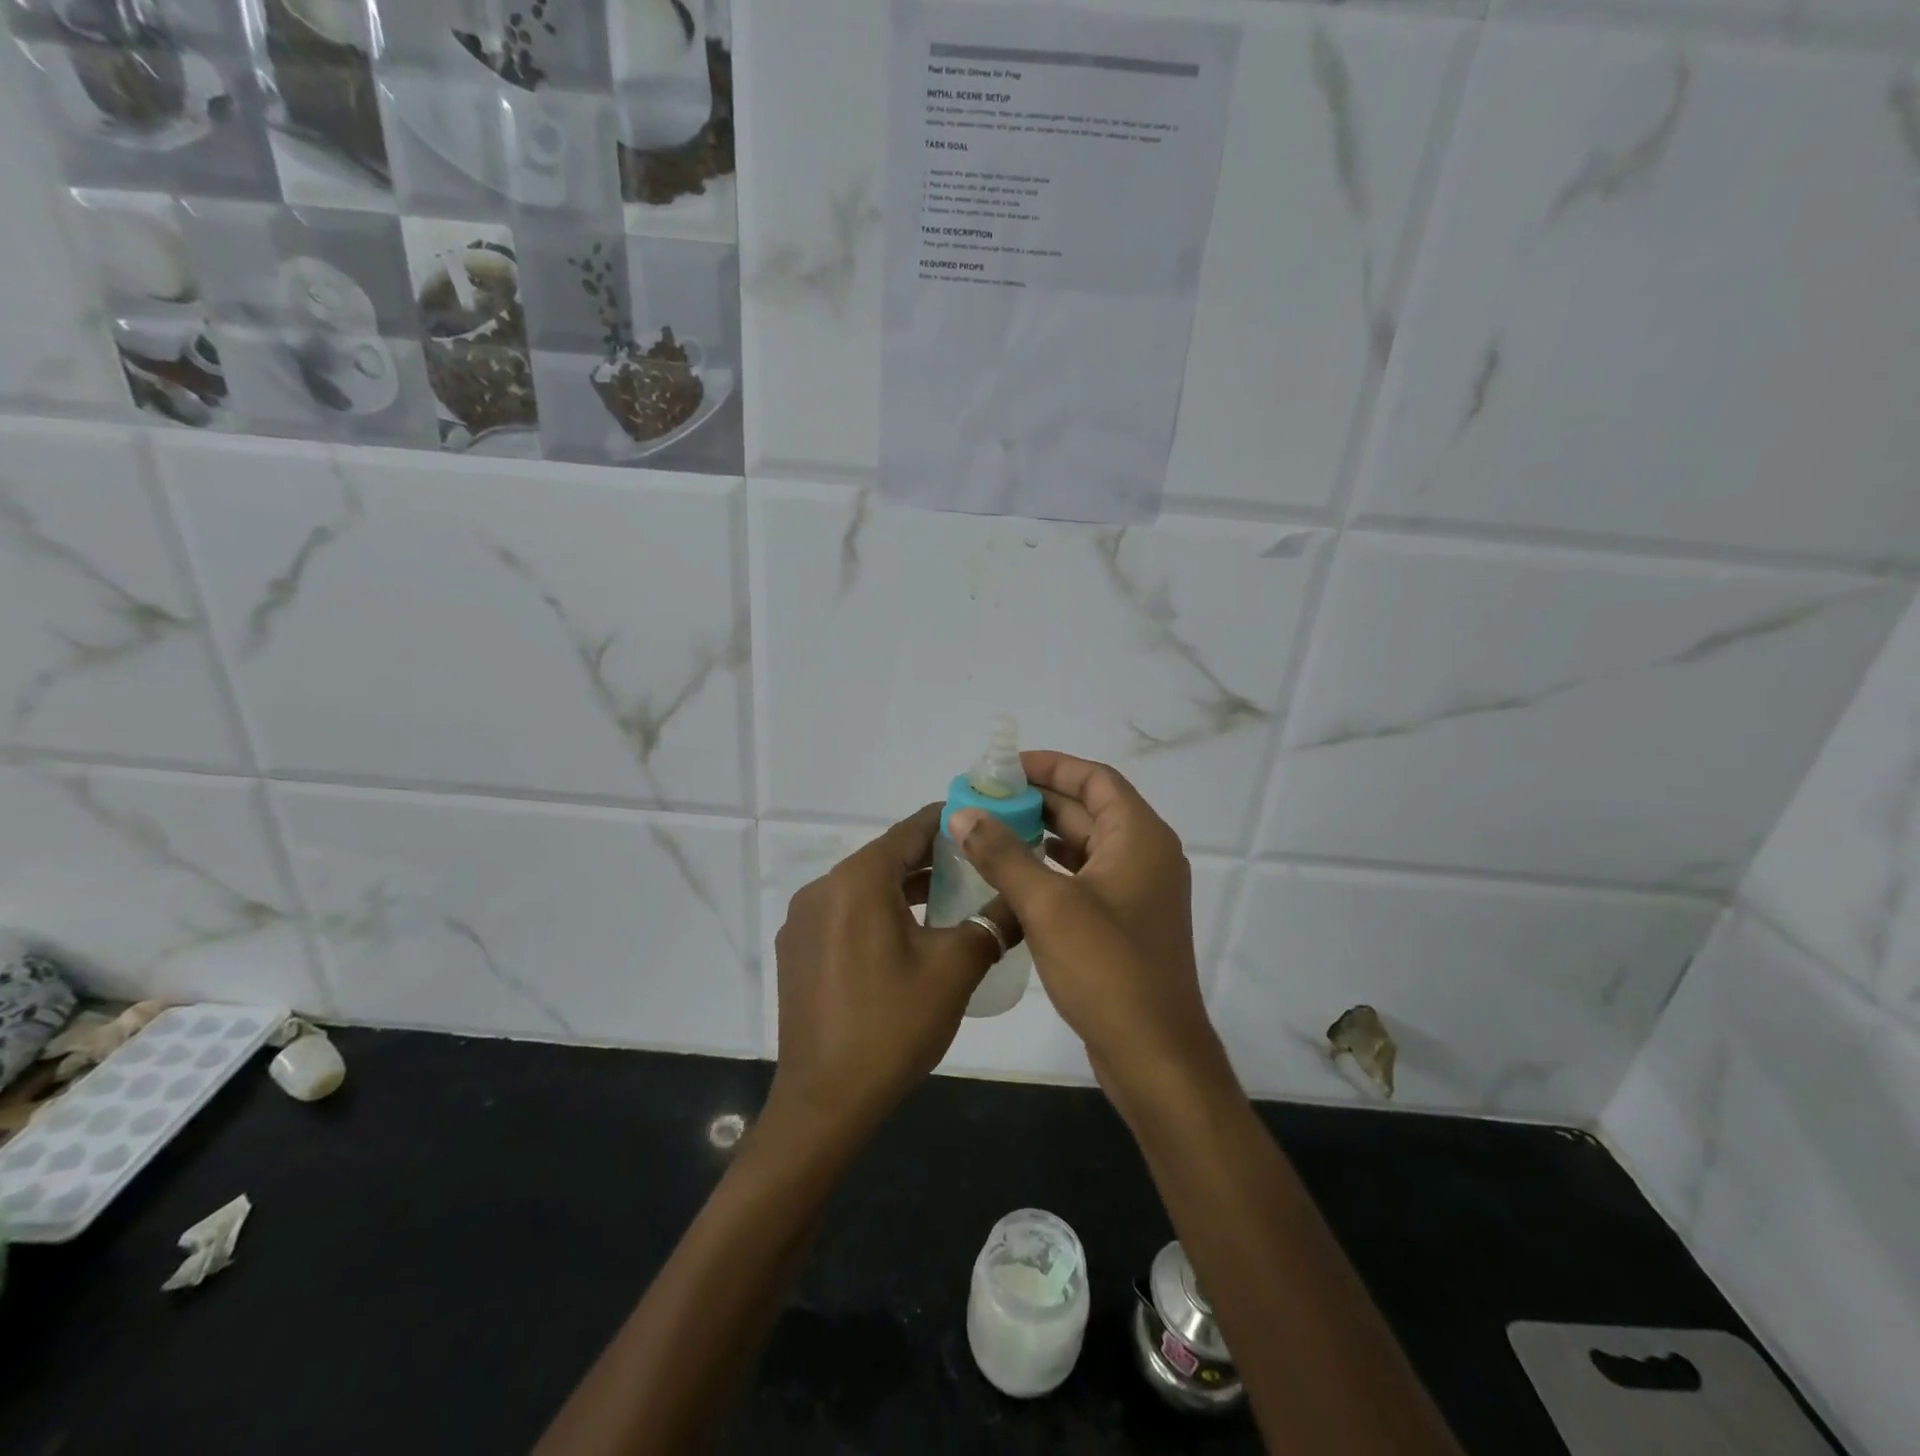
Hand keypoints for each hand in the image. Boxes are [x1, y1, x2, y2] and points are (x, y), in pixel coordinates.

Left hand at [769, 803, 1011, 1140]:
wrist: (825, 1102)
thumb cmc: (893, 1026)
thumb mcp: (955, 969)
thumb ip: (993, 921)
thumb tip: (1025, 897)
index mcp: (857, 880)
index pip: (910, 831)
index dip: (949, 822)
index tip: (984, 821)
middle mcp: (822, 889)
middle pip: (886, 857)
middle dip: (932, 857)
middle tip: (979, 862)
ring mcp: (803, 921)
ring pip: (865, 887)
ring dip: (907, 887)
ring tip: (954, 896)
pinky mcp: (797, 950)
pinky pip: (845, 914)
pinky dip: (879, 912)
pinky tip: (910, 935)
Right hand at [947, 751, 1226, 1101]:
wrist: (1154, 1054)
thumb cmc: (1107, 968)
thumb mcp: (1048, 904)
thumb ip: (1003, 854)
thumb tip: (963, 815)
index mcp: (1139, 837)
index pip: (1094, 779)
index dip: (1051, 766)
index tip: (1005, 768)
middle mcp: (1144, 856)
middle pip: (1088, 809)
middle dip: (1037, 801)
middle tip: (984, 800)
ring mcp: (1136, 892)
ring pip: (1083, 846)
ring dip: (1040, 835)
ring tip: (988, 831)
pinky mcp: (1123, 923)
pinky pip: (1083, 879)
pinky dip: (1050, 869)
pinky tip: (1011, 876)